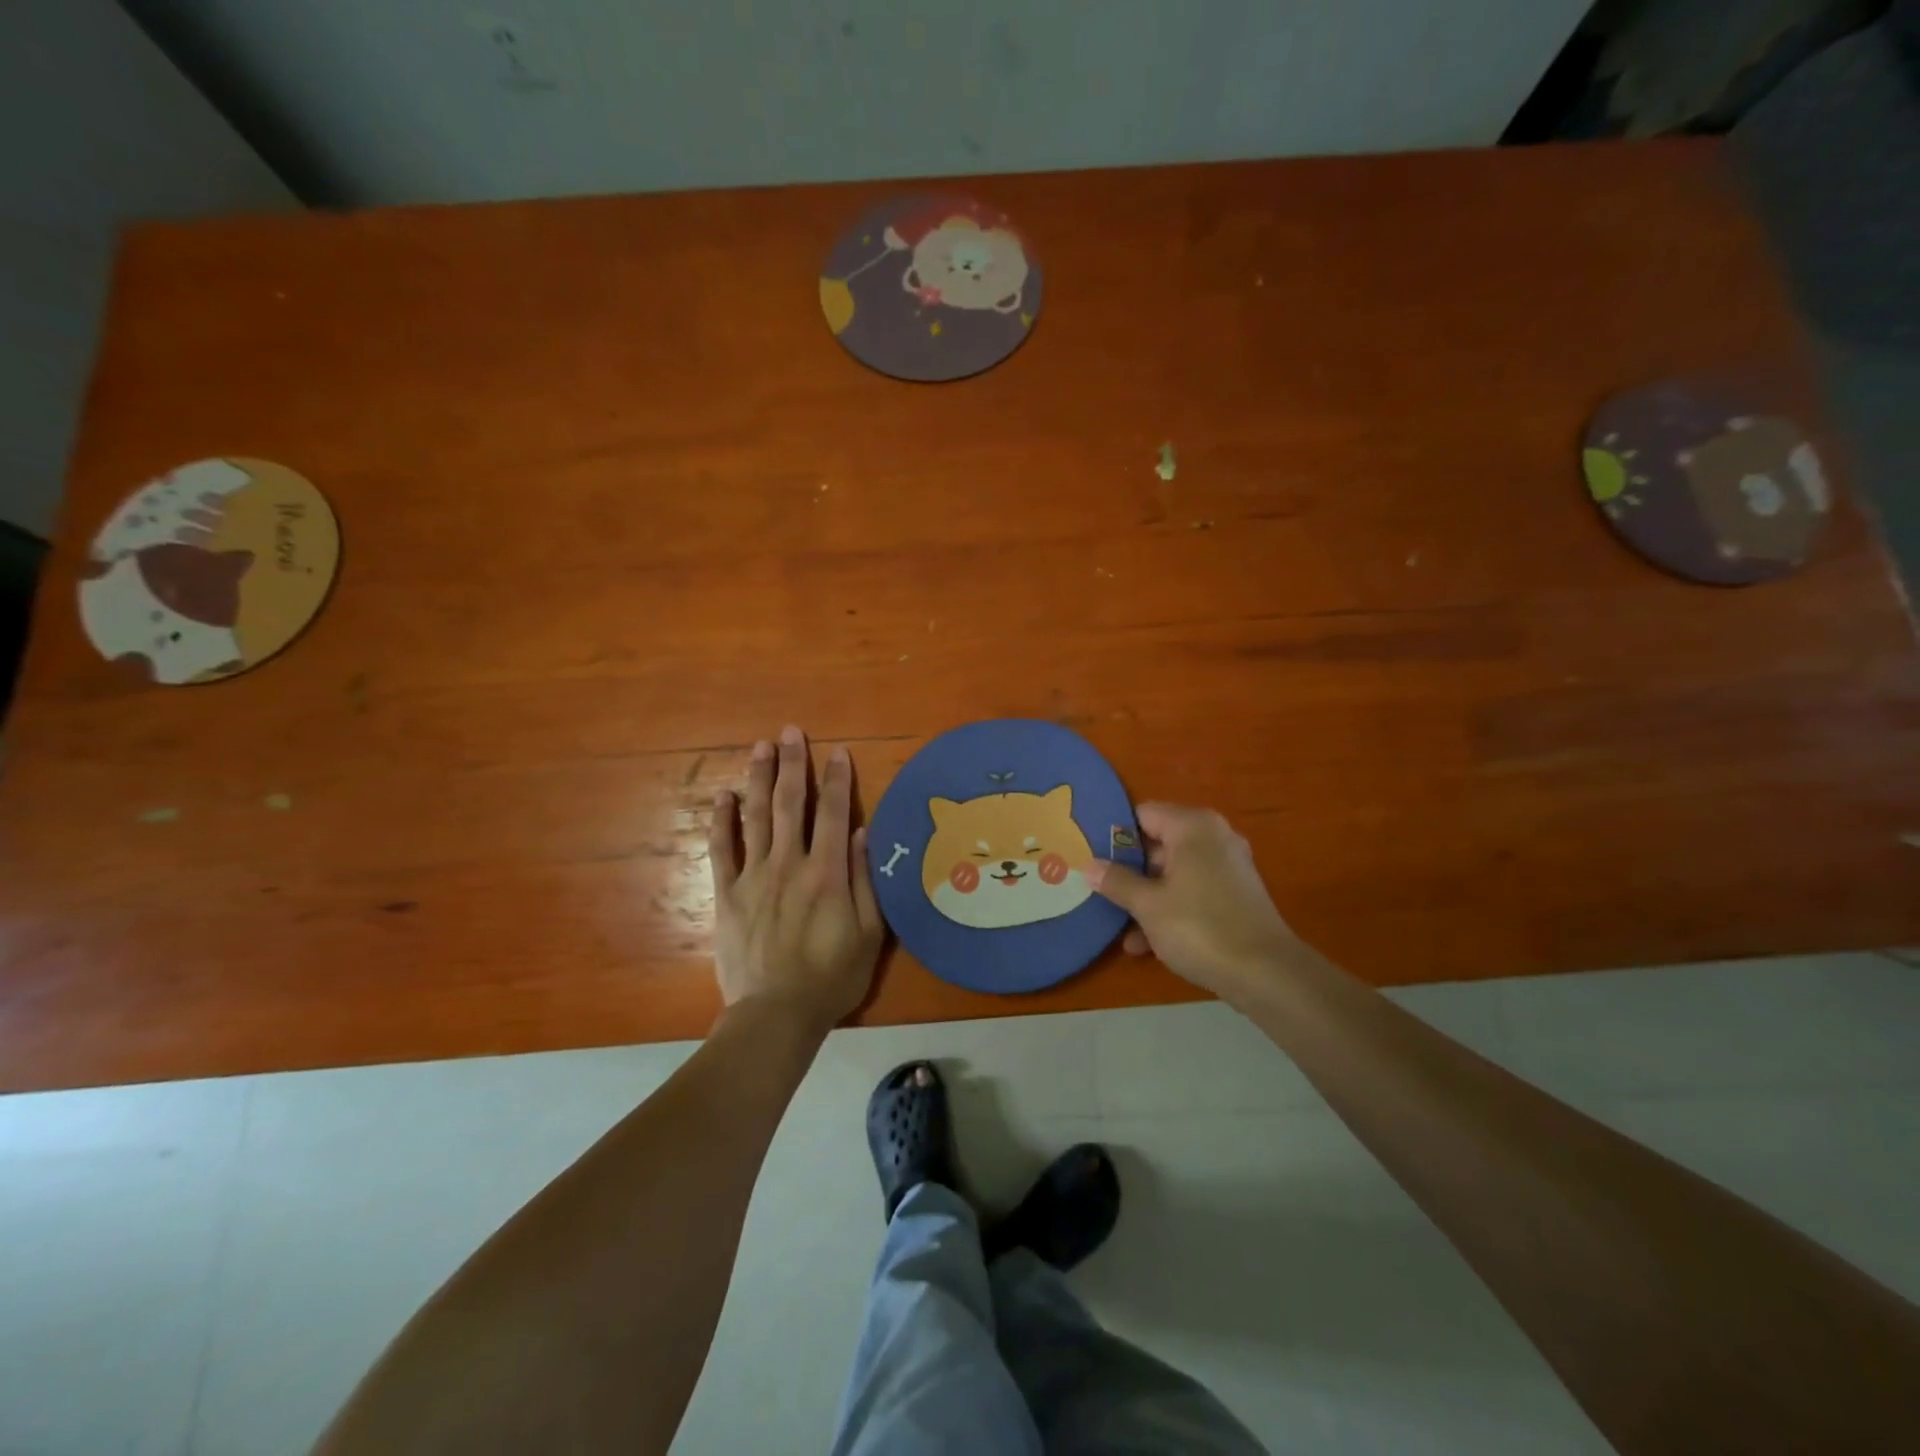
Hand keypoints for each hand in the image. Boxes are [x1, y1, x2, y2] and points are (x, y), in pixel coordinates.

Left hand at [708, 725, 883, 1031]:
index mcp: (826, 872)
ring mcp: (753, 876)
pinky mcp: (727, 894)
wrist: (776, 1014)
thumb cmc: (832, 976)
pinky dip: (722, 821)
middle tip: (790, 732)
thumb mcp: (868, 934)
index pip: (833, 813)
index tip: (837, 751)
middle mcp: (789, 863)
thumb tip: (861, 833)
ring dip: (758, 779)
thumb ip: (864, 880)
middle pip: (790, 803)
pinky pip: (722, 850)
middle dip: (792, 765)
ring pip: (755, 817)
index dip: (837, 779)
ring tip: (760, 747)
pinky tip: (723, 797)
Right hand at [1085, 803, 1299, 1000]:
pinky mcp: (1235, 896)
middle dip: (1128, 870)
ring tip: (1117, 925)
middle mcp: (1213, 838)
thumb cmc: (1199, 927)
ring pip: (1173, 873)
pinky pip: (1192, 892)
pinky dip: (1170, 909)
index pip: (1142, 814)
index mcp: (1192, 826)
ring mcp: (1228, 867)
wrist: (1266, 974)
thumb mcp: (1148, 905)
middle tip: (1097, 888)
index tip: (1089, 854)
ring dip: (1146, 896)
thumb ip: (1116, 881)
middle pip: (1158, 844)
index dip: (1114, 834)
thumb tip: (1088, 865)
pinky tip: (1144, 944)